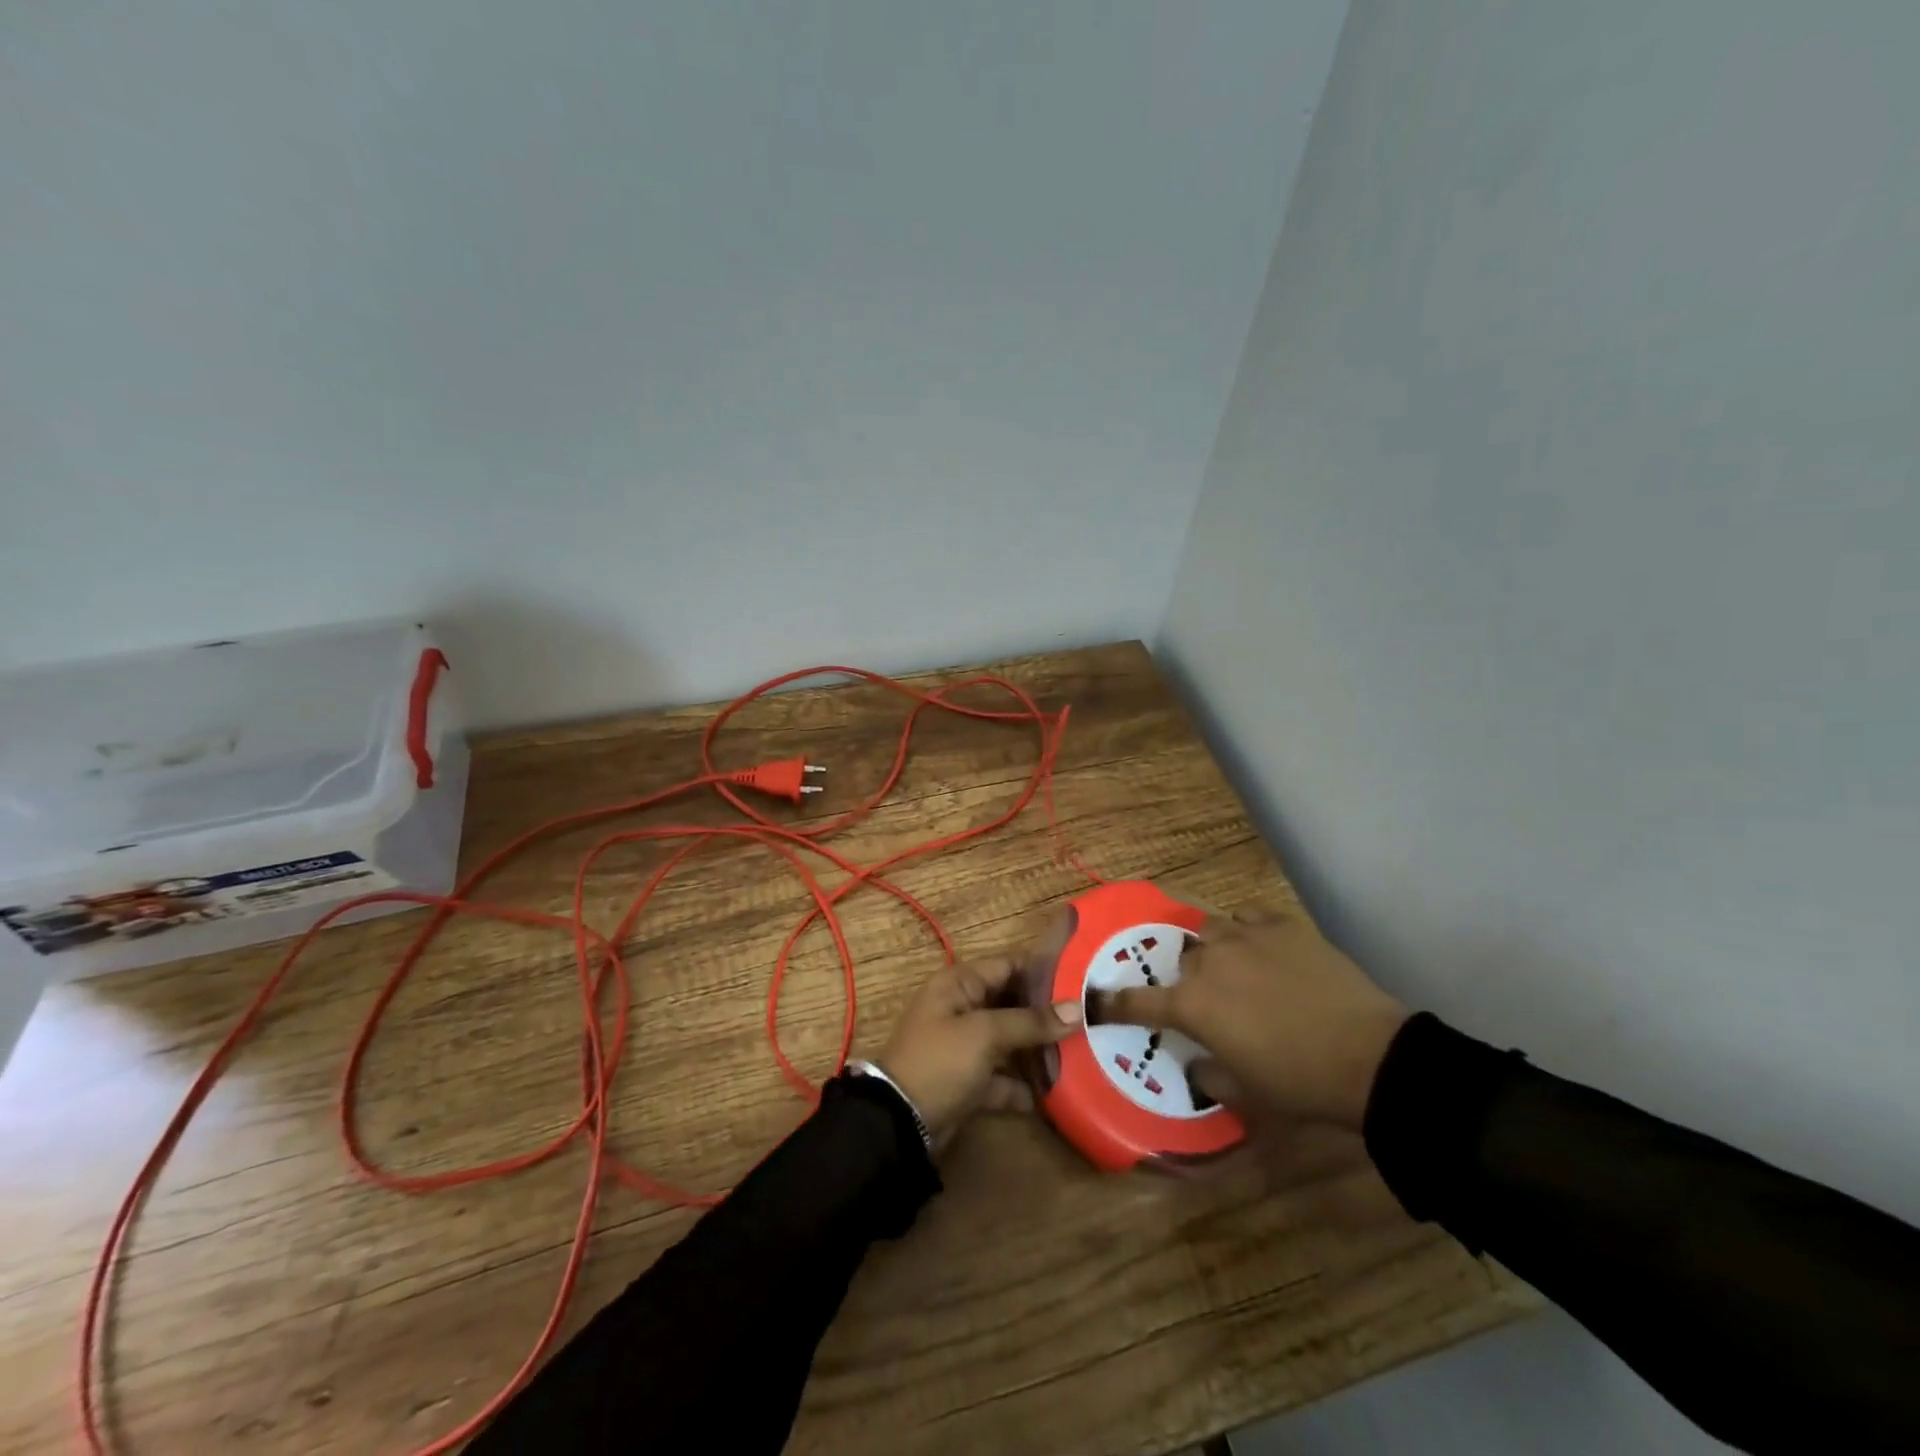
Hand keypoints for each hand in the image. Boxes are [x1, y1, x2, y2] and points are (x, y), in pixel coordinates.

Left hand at [873, 956, 1082, 1148]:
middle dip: (1046, 1014)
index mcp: (960, 984)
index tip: (1082, 981)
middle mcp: (962, 1008)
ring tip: (1079, 1055)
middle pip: (1011, 1004)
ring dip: (1037, 1050)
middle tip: (1088, 1021)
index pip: (1008, 965)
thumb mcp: (985, 1034)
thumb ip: (1031, 1021)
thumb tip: (1077, 1009)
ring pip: (1008, 1041)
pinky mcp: (967, 1081)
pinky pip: (1000, 1077)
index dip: (1043, 971)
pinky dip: (1020, 1085)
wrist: (899, 1122)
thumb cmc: (940, 1061)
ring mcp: (964, 1046)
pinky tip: (1052, 1095)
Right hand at [1103, 905, 1407, 1130]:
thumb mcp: (1245, 1093)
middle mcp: (1208, 962)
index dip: (1113, 1003)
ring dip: (1214, 950)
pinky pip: (1249, 916)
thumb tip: (1197, 1064)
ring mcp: (1246, 937)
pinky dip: (1247, 930)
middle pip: (1182, 960)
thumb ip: (1208, 1075)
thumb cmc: (1299, 1083)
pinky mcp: (1282, 925)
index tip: (1096, 1000)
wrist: (1368, 1057)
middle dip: (1188, 979)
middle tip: (1210, 1001)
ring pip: (1211, 930)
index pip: (1137, 1002)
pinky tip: (1261, 946)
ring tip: (1234, 967)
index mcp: (1192, 1005)